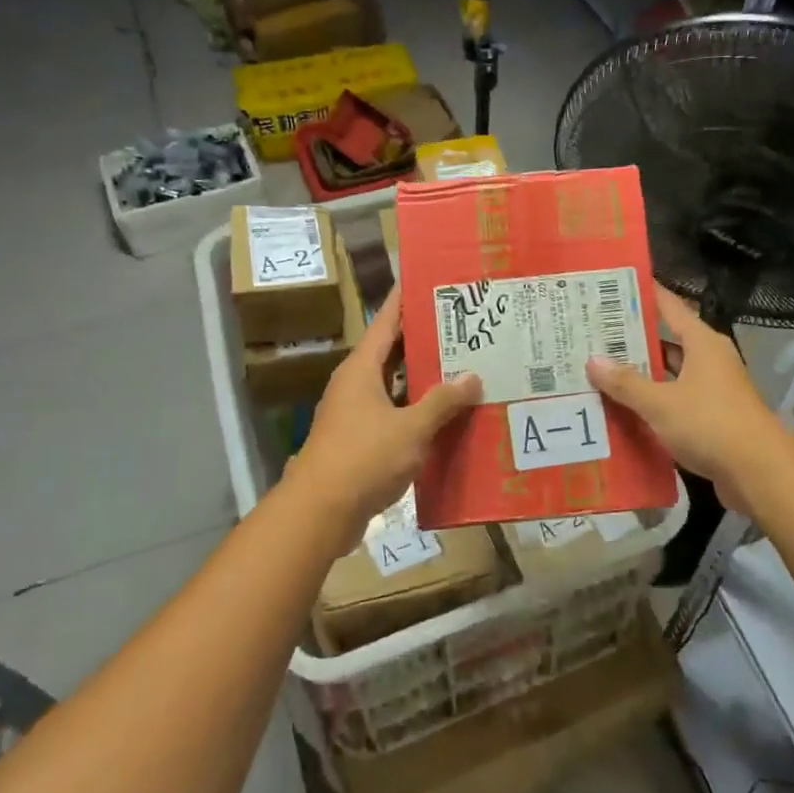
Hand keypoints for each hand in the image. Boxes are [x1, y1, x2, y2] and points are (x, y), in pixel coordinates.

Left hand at [291, 287, 480, 528]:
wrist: (320, 512)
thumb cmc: (363, 458)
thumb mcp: (411, 428)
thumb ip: (442, 402)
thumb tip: (472, 377)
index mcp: (361, 370)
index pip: (386, 322)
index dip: (405, 300)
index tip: (426, 280)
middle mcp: (356, 385)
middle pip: (392, 352)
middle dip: (423, 339)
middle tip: (461, 325)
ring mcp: (356, 414)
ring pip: (395, 386)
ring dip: (423, 379)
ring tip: (463, 366)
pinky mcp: (361, 441)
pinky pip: (395, 415)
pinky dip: (418, 412)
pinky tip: (447, 417)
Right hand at [586, 285, 787, 514]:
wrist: (758, 472)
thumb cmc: (710, 424)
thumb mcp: (660, 402)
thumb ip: (626, 383)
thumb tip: (593, 360)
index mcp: (702, 343)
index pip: (669, 307)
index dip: (643, 296)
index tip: (613, 288)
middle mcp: (709, 360)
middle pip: (666, 342)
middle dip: (632, 341)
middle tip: (592, 337)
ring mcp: (713, 390)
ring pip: (669, 375)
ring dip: (641, 376)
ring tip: (600, 373)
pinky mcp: (711, 418)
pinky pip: (674, 402)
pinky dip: (652, 404)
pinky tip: (623, 410)